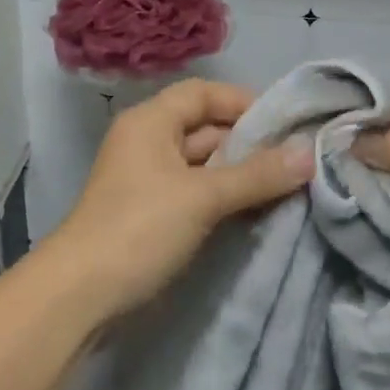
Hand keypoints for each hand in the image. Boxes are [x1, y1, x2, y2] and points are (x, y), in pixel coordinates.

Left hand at [36, 79, 313, 323]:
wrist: (80, 296)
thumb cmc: (140, 228)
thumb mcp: (203, 197)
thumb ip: (257, 174)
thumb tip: (309, 153)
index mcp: (151, 121)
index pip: (203, 93)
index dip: (243, 102)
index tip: (285, 123)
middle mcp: (149, 143)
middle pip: (206, 129)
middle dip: (250, 143)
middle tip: (298, 159)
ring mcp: (150, 181)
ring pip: (205, 165)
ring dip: (242, 174)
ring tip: (289, 185)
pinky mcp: (154, 215)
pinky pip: (198, 194)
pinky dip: (226, 198)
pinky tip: (259, 210)